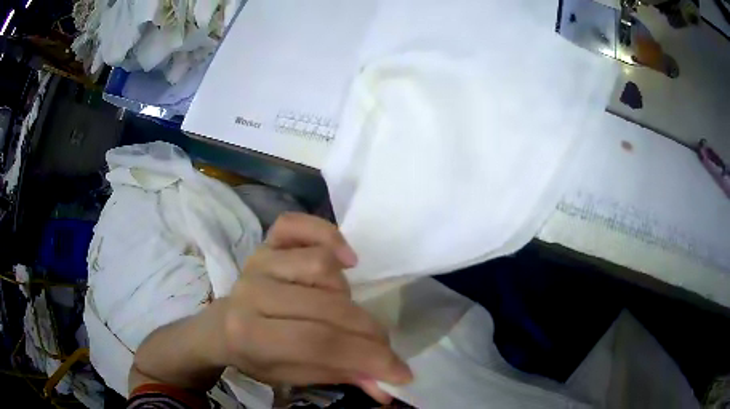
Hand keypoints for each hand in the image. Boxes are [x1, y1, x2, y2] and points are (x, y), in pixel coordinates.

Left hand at [217, 213, 411, 403]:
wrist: (225, 326)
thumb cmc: (258, 356)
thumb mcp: (295, 376)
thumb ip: (342, 375)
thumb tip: (387, 387)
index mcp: (250, 334)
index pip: (319, 343)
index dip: (368, 358)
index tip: (401, 372)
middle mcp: (252, 292)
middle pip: (327, 307)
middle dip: (368, 333)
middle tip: (383, 347)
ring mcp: (259, 261)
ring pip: (322, 266)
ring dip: (346, 295)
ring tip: (343, 312)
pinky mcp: (266, 242)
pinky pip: (298, 224)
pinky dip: (327, 234)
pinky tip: (344, 258)